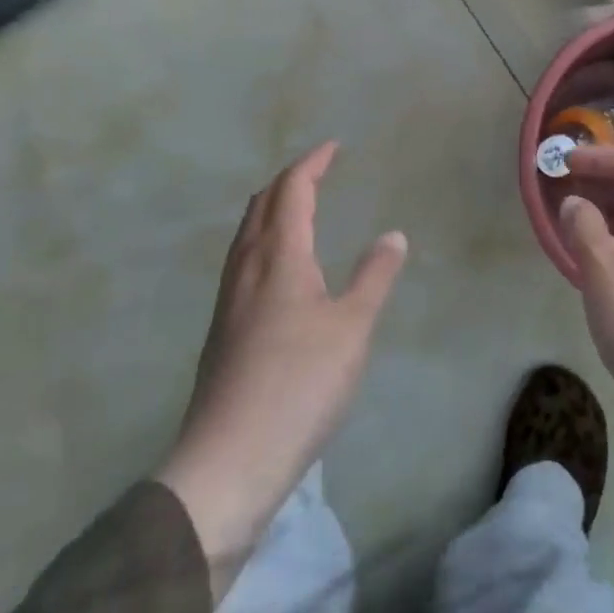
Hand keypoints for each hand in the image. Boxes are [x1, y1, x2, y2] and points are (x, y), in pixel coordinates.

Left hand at [156, 142, 407, 589]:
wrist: (226, 465)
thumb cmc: (298, 385)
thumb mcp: (353, 329)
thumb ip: (373, 276)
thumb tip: (392, 235)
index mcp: (279, 257)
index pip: (292, 190)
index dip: (312, 163)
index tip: (334, 147)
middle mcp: (247, 268)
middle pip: (261, 205)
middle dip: (288, 180)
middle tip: (317, 171)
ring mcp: (228, 301)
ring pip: (246, 234)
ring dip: (271, 208)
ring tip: (297, 208)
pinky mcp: (221, 332)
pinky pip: (242, 260)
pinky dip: (262, 239)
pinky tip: (276, 268)